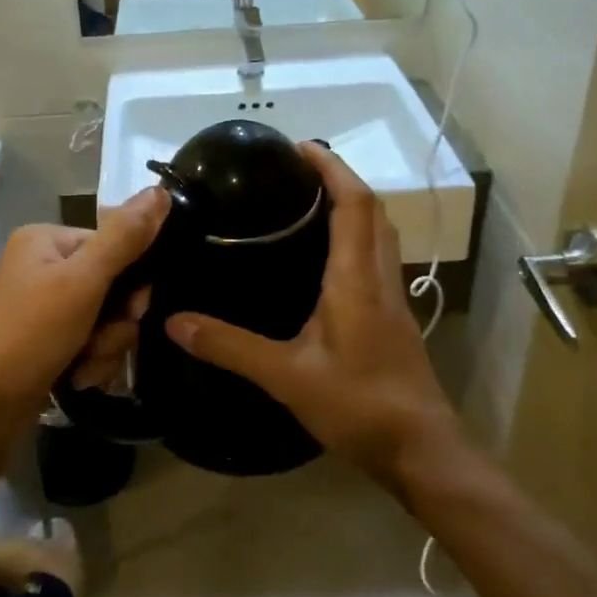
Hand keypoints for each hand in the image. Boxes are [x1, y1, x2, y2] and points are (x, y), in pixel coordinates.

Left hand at [0, 186, 167, 424]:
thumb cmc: (29, 335)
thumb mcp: (83, 281)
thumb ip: (124, 237)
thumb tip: (161, 190)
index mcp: (44, 240)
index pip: (112, 246)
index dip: (131, 282)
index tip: (132, 312)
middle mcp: (40, 268)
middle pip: (110, 287)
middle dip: (115, 324)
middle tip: (100, 345)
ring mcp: (39, 309)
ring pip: (102, 321)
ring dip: (104, 349)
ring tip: (84, 369)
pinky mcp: (41, 344)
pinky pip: (85, 344)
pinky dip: (89, 363)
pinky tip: (77, 379)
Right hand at [164, 145, 457, 485]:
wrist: (421, 450)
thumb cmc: (359, 405)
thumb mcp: (287, 376)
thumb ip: (231, 347)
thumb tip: (175, 322)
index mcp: (356, 278)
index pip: (354, 204)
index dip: (332, 169)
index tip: (301, 147)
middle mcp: (379, 276)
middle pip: (372, 209)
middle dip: (341, 178)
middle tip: (297, 170)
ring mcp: (392, 296)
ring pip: (380, 232)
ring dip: (353, 204)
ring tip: (309, 201)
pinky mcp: (394, 316)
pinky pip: (377, 256)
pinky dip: (357, 235)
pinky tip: (326, 256)